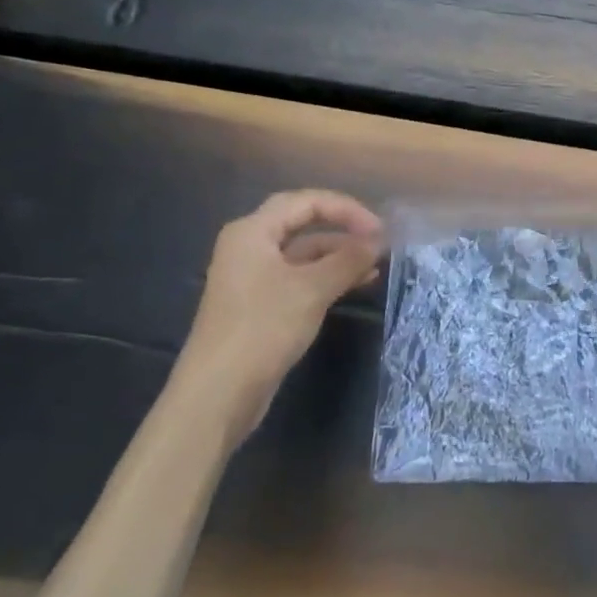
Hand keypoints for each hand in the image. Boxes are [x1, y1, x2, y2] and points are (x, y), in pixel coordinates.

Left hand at [170, 190, 383, 443]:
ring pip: (304, 253)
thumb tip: (378, 240)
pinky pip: (300, 278)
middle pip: (303, 223)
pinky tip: (358, 284)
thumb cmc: (262, 329)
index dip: (346, 209)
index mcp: (252, 231)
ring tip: (376, 264)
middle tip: (378, 240)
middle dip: (343, 228)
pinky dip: (328, 277)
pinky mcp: (261, 305)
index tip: (378, 229)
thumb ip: (348, 260)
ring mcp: (254, 277)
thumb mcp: (312, 289)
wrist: (217, 395)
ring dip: (339, 255)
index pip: (306, 201)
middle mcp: (250, 247)